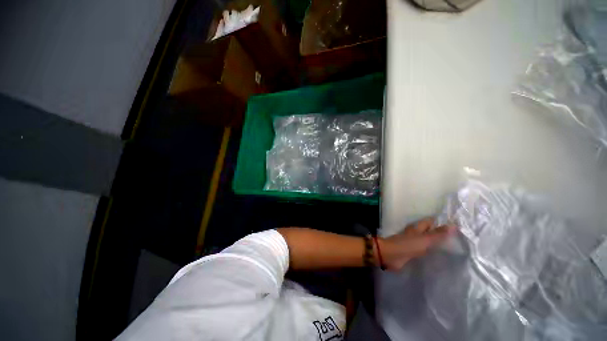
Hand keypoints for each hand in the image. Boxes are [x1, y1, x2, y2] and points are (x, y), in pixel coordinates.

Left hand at [378, 218, 455, 270]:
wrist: (391, 255)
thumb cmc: (407, 245)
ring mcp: (412, 243)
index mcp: (417, 228)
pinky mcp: (410, 252)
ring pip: (425, 240)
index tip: (454, 224)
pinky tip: (438, 256)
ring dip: (434, 242)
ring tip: (451, 246)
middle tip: (456, 237)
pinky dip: (430, 251)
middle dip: (438, 232)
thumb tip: (454, 225)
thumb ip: (438, 234)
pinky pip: (423, 250)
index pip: (430, 221)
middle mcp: (414, 233)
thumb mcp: (425, 239)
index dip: (440, 222)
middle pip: (427, 230)